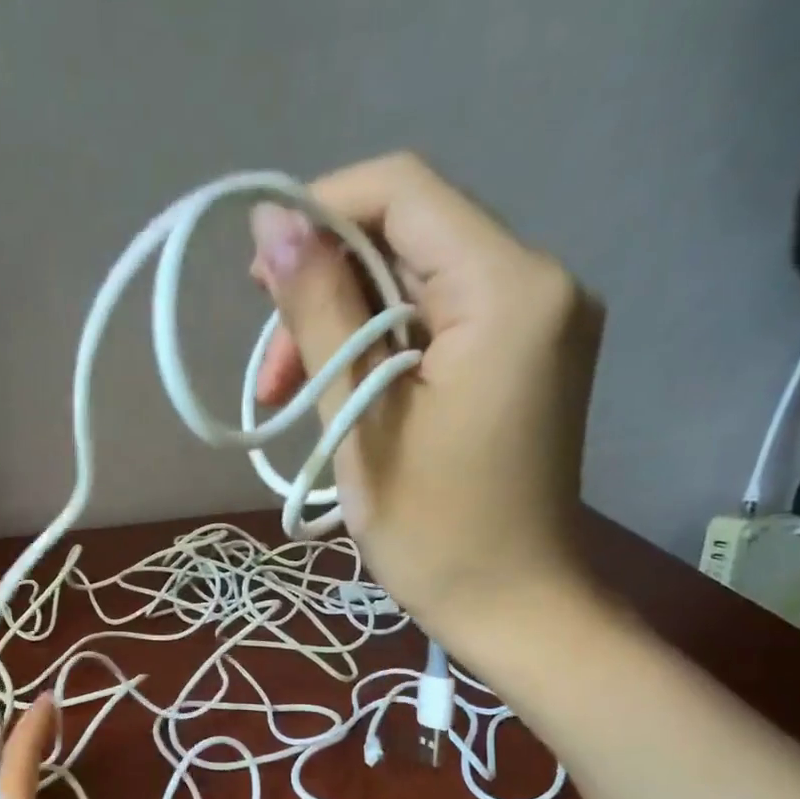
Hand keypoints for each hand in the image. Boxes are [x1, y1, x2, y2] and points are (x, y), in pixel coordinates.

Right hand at [248, 153, 605, 656]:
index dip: (320, 213)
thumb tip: (272, 221)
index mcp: (508, 290)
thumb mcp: (361, 421)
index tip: (260, 280)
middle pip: (409, 237)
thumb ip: (320, 313)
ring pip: (417, 281)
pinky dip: (382, 346)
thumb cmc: (433, 532)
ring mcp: (539, 319)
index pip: (404, 192)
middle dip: (326, 287)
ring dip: (345, 324)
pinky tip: (343, 394)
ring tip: (292, 393)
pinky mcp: (525, 354)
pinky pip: (440, 320)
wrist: (513, 607)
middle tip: (272, 369)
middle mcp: (539, 282)